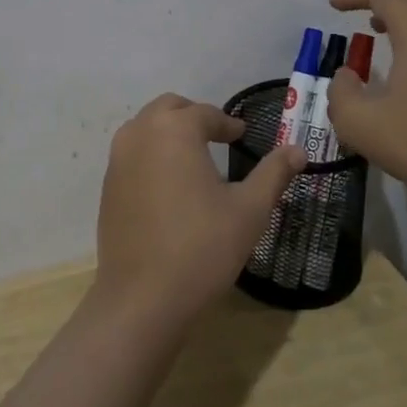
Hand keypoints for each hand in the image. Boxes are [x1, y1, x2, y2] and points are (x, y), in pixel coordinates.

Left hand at [94, 93, 305, 330]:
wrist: (142, 297)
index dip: (227, 123)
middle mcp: (140, 134)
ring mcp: (118, 160)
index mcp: (174, 130)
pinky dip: (151, 154)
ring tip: (194, 157)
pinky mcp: (107, 186)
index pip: (205, 113)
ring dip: (168, 132)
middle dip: (194, 116)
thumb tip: (298, 149)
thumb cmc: (202, 248)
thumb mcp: (249, 210)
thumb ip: (274, 173)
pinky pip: (131, 154)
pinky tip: (169, 185)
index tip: (242, 135)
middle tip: (217, 136)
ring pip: (145, 128)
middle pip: (169, 109)